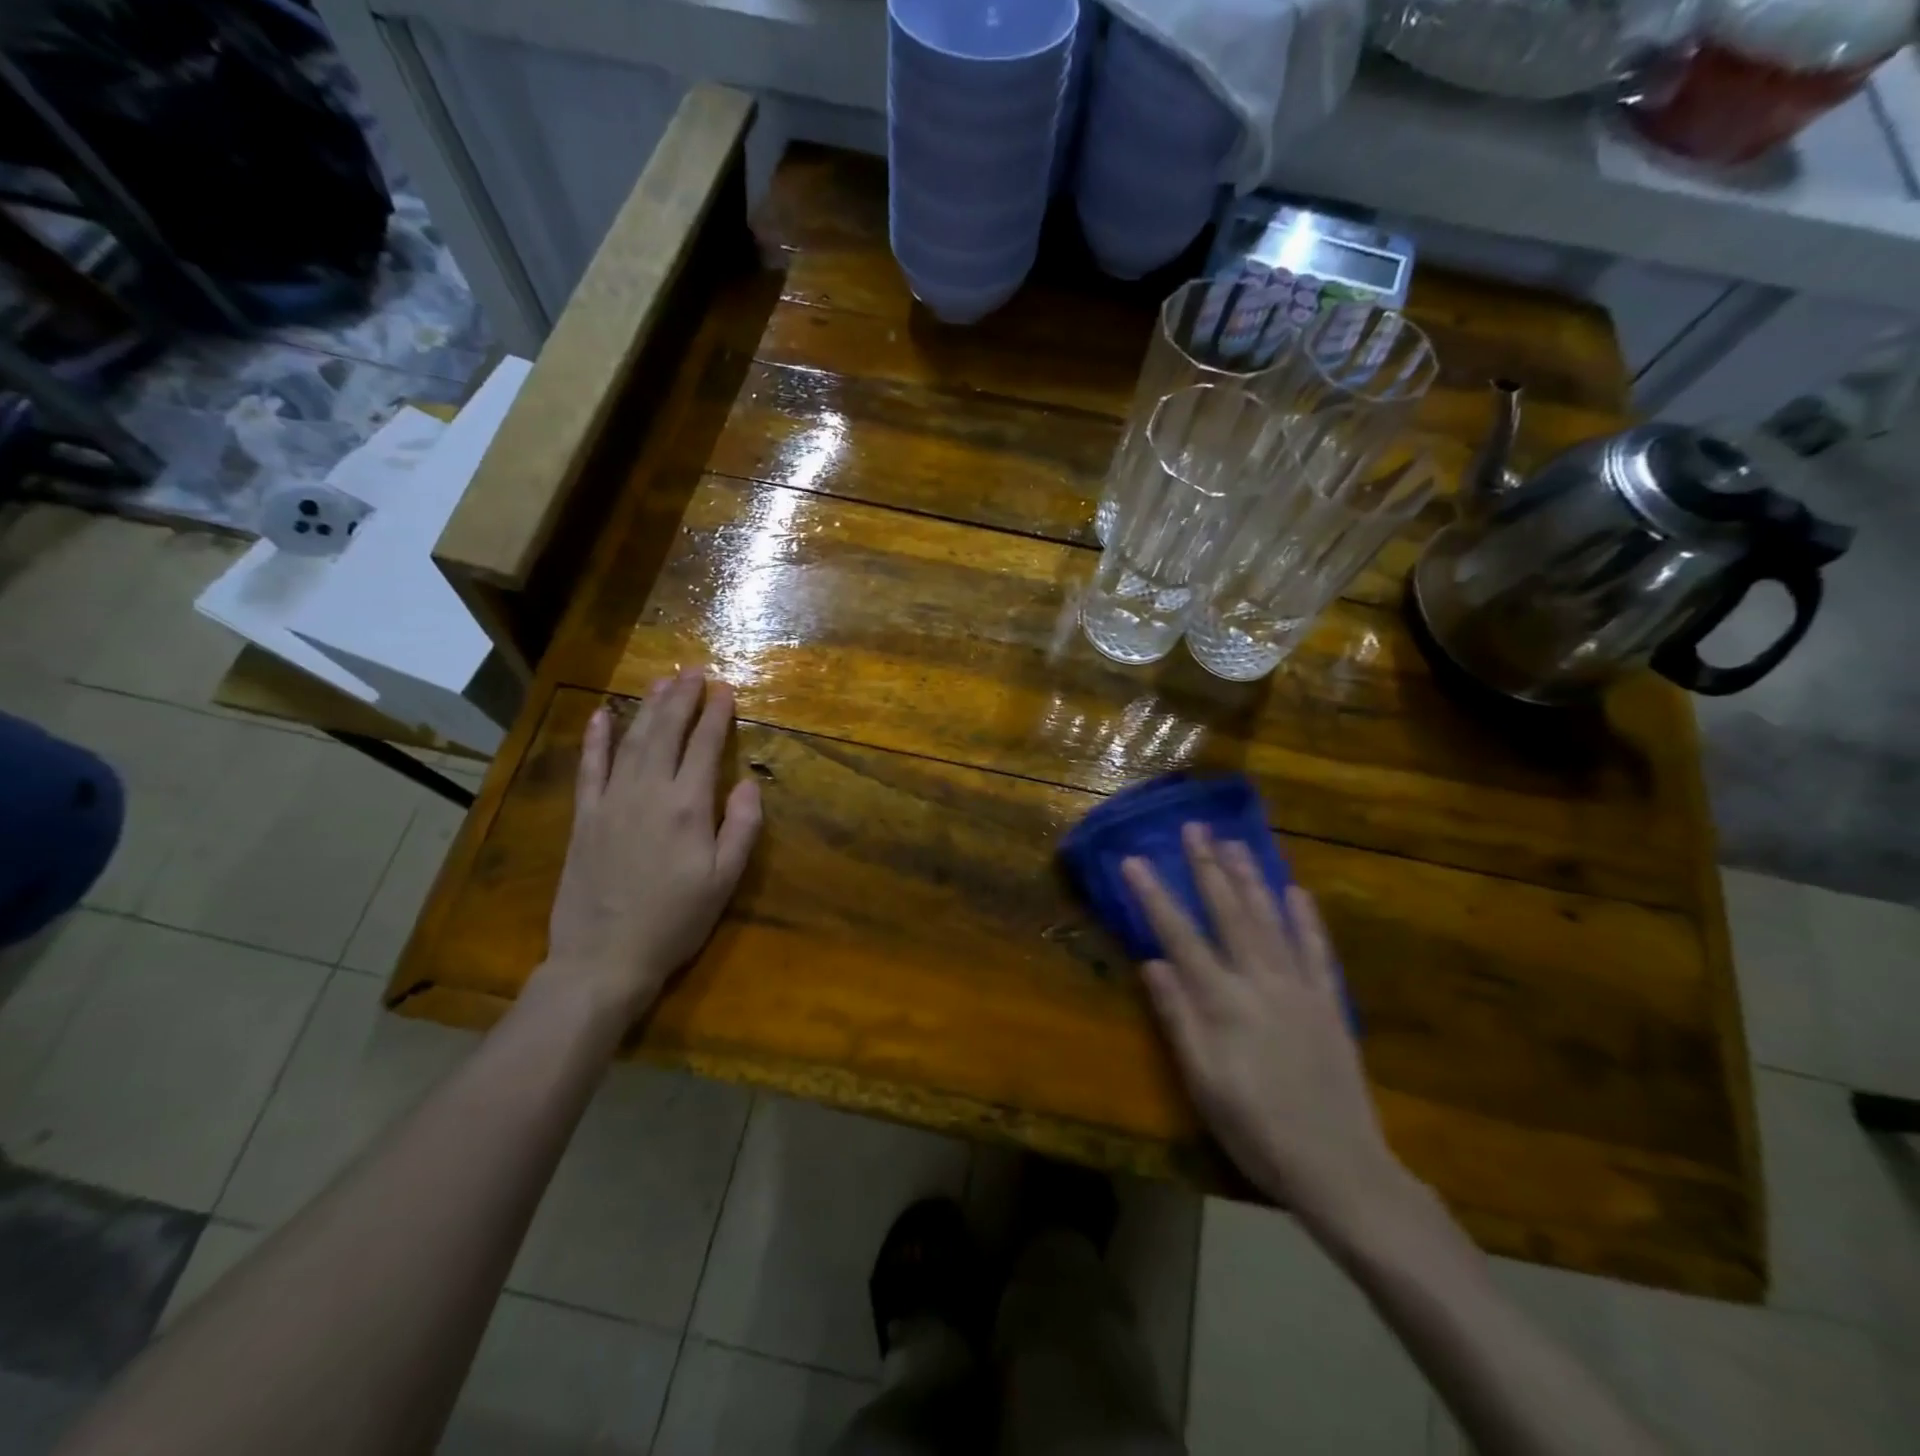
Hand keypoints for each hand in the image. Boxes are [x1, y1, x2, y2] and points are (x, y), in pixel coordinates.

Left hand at [544, 668, 761, 1018]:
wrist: (604, 956)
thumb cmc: (675, 921)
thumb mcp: (724, 881)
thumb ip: (741, 827)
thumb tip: (748, 782)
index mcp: (687, 807)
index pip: (704, 746)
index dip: (716, 715)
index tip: (725, 689)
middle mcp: (648, 792)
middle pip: (666, 732)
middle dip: (682, 698)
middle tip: (693, 671)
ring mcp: (611, 801)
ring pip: (631, 741)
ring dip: (648, 708)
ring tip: (662, 682)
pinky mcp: (584, 817)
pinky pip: (589, 768)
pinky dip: (595, 738)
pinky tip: (601, 714)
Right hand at [1124, 826, 1405, 1227]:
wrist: (1340, 1168)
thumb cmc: (1256, 1130)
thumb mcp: (1202, 1082)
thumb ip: (1177, 1018)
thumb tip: (1152, 963)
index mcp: (1222, 1002)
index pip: (1179, 937)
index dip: (1154, 897)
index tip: (1134, 861)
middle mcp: (1260, 982)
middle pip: (1229, 913)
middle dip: (1207, 868)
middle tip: (1194, 828)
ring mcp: (1300, 988)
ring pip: (1271, 920)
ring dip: (1251, 878)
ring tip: (1234, 843)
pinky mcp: (1329, 1003)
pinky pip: (1317, 950)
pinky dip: (1306, 918)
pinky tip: (1296, 891)